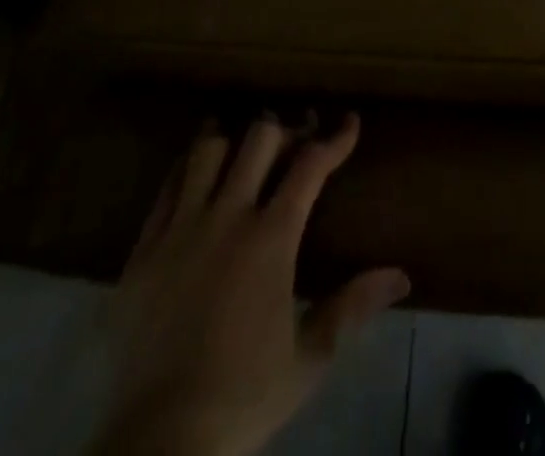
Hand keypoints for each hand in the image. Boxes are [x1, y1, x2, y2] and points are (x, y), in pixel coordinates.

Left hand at [94, 114, 409, 455]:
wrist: (160, 444)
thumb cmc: (244, 398)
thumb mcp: (310, 358)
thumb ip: (354, 306)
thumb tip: (402, 276)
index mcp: (271, 238)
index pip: (311, 165)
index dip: (335, 138)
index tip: (349, 122)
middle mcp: (227, 218)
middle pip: (259, 139)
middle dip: (284, 130)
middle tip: (296, 139)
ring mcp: (181, 229)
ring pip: (208, 151)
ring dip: (232, 141)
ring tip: (242, 147)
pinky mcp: (143, 249)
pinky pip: (167, 187)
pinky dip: (187, 170)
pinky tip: (196, 176)